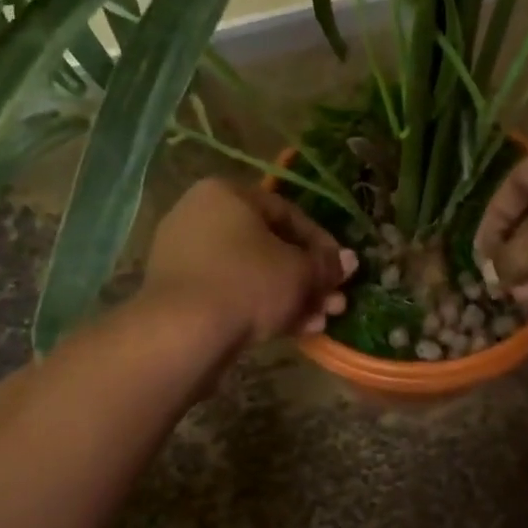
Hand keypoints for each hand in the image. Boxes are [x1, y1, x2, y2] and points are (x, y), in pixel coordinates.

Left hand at [143, 179, 357, 345]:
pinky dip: (261, 308)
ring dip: (291, 296)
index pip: (287, 212)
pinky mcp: (179, 294)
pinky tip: (293, 331)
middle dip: (308, 277)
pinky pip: (230, 293)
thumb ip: (325, 264)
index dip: (322, 243)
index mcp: (226, 194)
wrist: (182, 334)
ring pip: (252, 274)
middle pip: (269, 246)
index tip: (342, 270)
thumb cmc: (247, 283)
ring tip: (321, 322)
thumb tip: (348, 261)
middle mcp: (200, 217)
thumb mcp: (299, 271)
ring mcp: (185, 257)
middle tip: (335, 301)